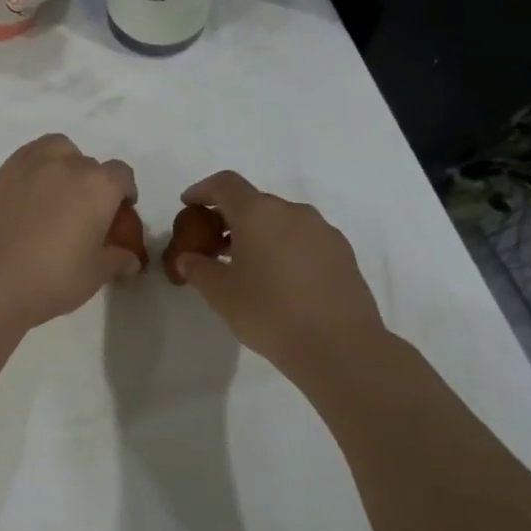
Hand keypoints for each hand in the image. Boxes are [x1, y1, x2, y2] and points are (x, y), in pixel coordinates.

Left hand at [0, 135, 139, 331]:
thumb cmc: (54, 278)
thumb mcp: (95, 274)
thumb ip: (116, 259)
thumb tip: (130, 258)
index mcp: (98, 186)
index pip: (121, 175)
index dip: (124, 192)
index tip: (119, 212)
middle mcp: (66, 165)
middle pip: (88, 164)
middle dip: (92, 183)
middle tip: (84, 212)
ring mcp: (29, 166)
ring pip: (55, 149)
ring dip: (63, 163)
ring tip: (56, 192)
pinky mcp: (0, 175)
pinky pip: (25, 159)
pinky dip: (34, 170)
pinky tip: (29, 197)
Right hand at [174, 170, 390, 384]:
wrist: (339, 346)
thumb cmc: (269, 313)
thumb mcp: (220, 294)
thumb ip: (198, 268)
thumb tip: (188, 258)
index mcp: (258, 213)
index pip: (226, 184)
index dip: (203, 190)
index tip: (188, 204)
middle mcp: (293, 211)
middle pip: (254, 202)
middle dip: (230, 217)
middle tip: (212, 244)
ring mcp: (322, 230)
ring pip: (281, 221)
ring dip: (259, 233)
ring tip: (246, 265)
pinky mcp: (342, 252)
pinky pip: (304, 239)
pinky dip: (284, 247)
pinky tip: (279, 279)